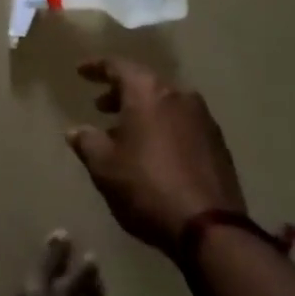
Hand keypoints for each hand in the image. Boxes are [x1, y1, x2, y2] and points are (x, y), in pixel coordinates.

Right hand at [66, 59, 245, 254]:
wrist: (211, 229)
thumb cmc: (148, 187)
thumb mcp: (105, 167)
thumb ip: (87, 142)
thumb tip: (76, 131)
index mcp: (148, 91)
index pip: (117, 66)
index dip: (96, 67)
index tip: (80, 72)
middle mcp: (177, 94)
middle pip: (144, 83)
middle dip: (120, 92)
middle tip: (100, 106)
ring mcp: (202, 118)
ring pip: (164, 103)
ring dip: (142, 112)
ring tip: (124, 133)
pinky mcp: (218, 143)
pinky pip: (182, 123)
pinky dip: (163, 128)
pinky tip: (153, 152)